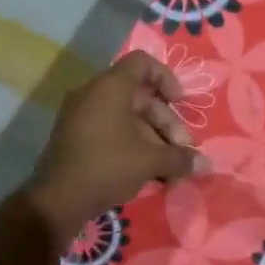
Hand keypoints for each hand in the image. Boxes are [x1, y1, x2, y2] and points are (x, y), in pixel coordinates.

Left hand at [27, 52, 199, 244]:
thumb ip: (181, 158)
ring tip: (168, 165)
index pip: (143, 63)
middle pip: (140, 95)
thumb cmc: (108, 167)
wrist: (56, 201)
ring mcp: (80, 115)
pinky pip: (110, 128)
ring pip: (126, 115)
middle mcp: (93, 93)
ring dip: (152, 135)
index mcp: (111, 87)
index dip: (167, 78)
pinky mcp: (74, 136)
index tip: (181, 103)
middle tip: (181, 149)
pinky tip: (147, 169)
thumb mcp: (151, 161)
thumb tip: (207, 164)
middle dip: (166, 121)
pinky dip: (132, 141)